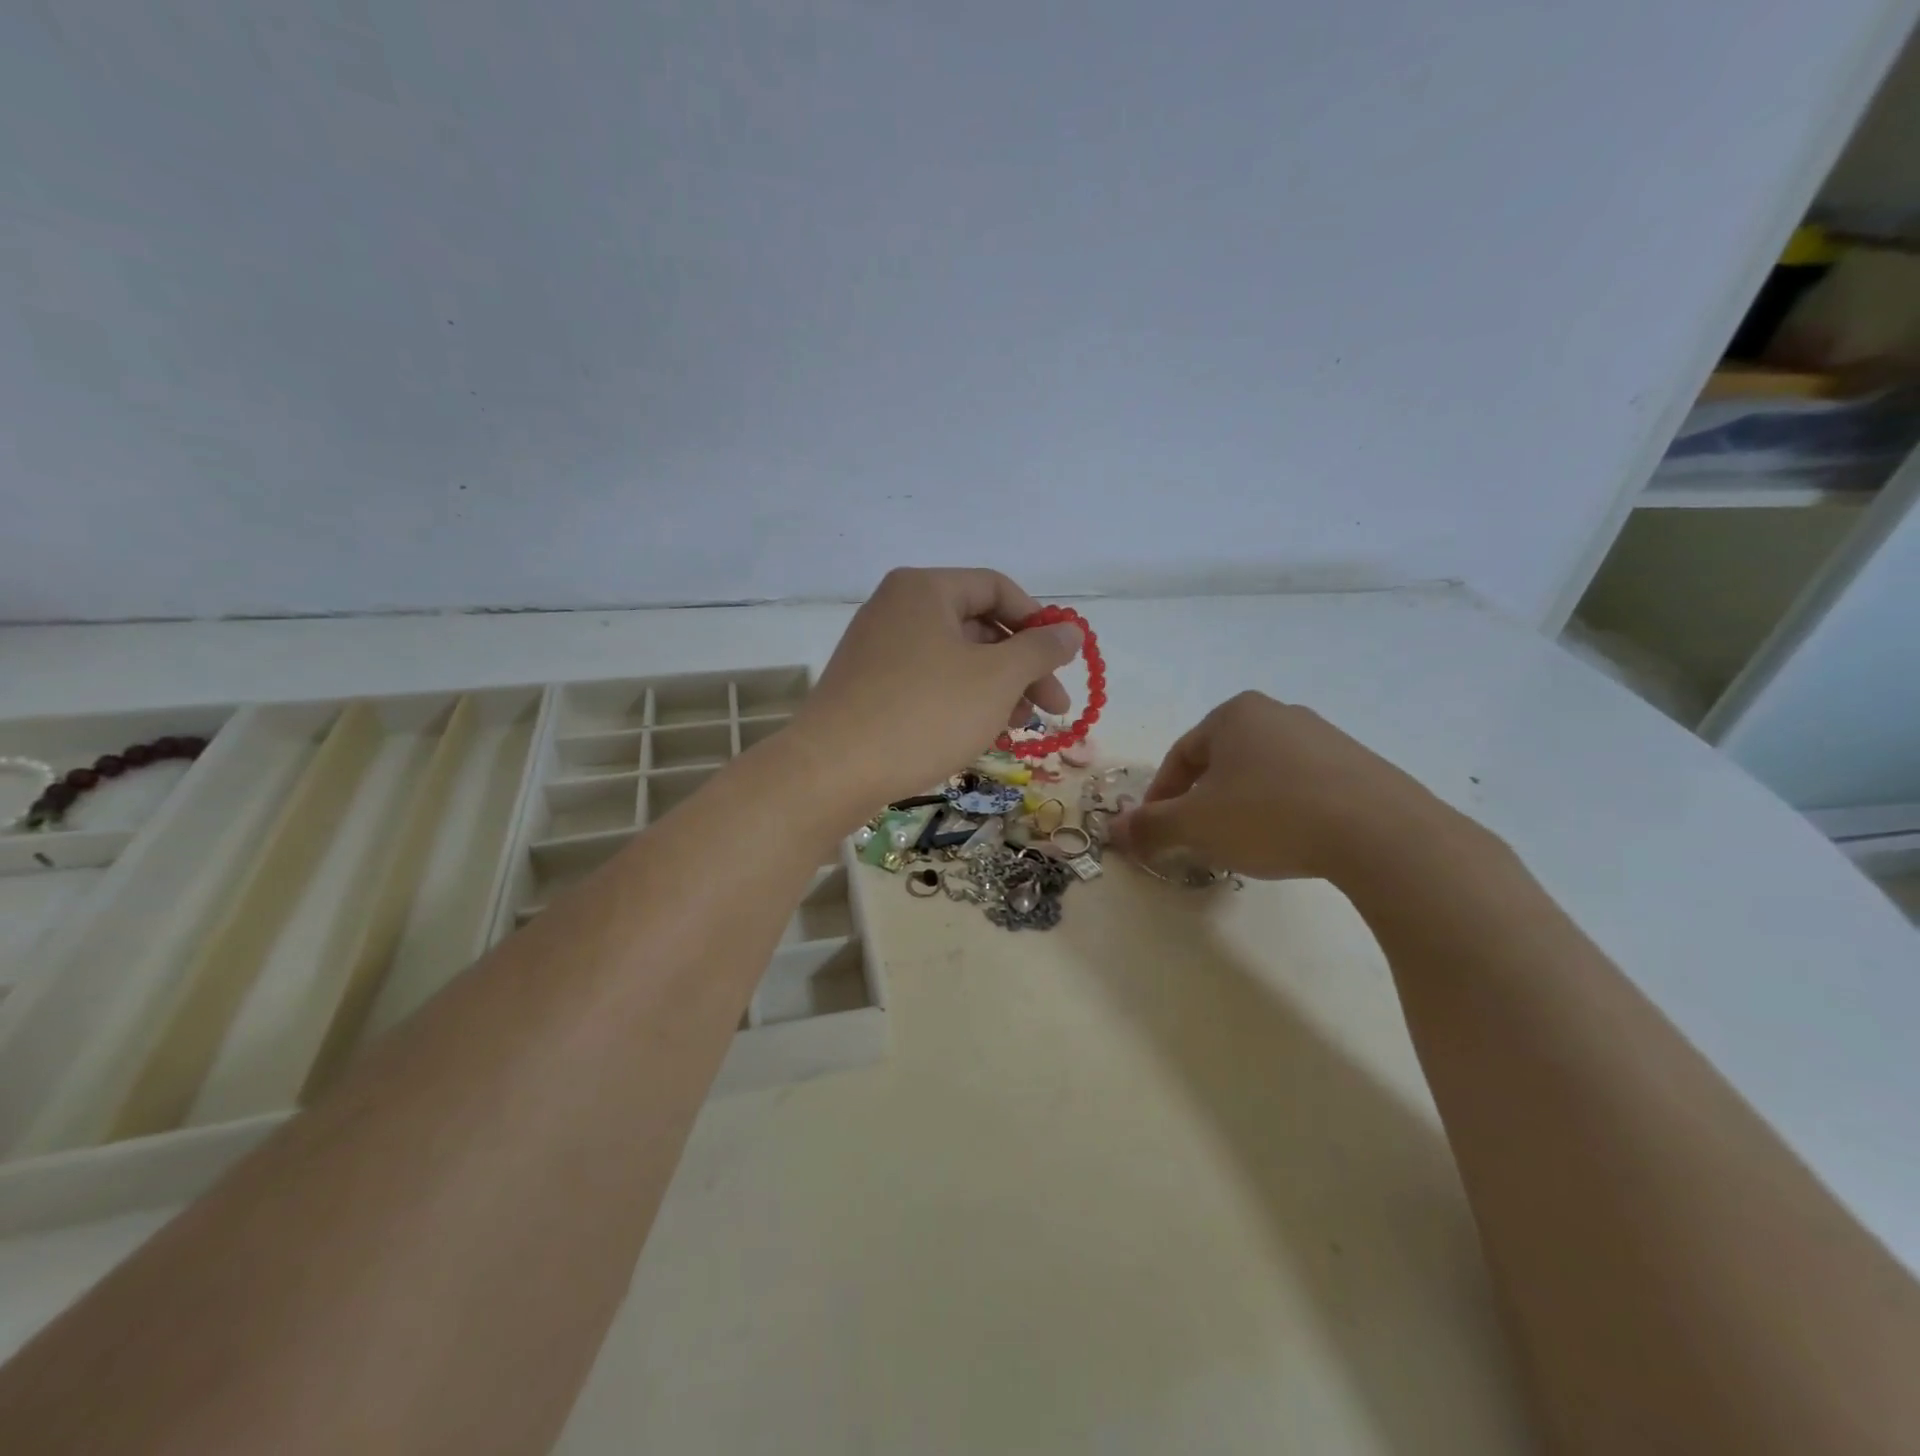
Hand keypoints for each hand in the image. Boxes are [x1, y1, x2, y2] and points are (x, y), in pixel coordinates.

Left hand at [788, 568, 1083, 810]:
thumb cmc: (925, 713)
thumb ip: (1040, 650)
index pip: (997, 588)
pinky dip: (961, 702)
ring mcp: (878, 649)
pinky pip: (928, 682)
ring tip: (1019, 728)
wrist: (834, 771)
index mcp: (925, 589)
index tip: (1062, 664)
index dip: (1038, 623)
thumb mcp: (996, 679)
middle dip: (1021, 667)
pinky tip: (981, 734)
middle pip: (978, 627)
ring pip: (955, 660)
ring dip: (996, 690)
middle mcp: (897, 608)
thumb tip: (1072, 630)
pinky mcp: (869, 686)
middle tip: (1052, 709)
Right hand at [1112, 691, 1463, 883]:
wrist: (1380, 833)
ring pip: (1261, 774)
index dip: (1160, 796)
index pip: (1179, 755)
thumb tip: (1114, 831)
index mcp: (1234, 714)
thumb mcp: (1196, 825)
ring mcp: (1324, 737)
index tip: (1155, 831)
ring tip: (1242, 846)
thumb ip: (1150, 826)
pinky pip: (1302, 786)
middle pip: (1220, 762)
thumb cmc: (1270, 816)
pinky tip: (1290, 842)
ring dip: (1240, 807)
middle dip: (1201, 802)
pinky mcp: (1359, 765)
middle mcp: (1278, 714)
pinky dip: (1282, 811)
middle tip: (1195, 839)